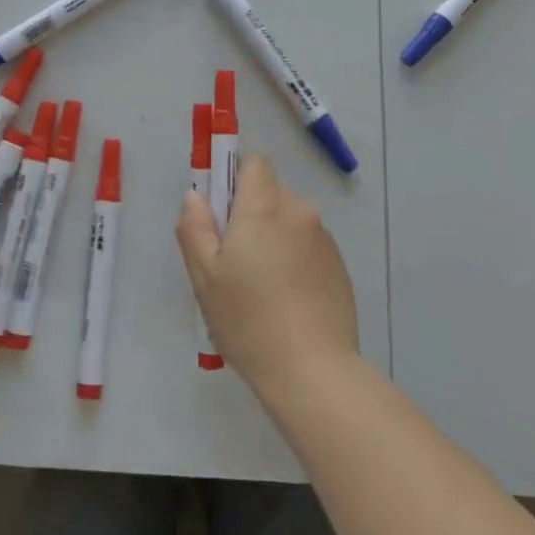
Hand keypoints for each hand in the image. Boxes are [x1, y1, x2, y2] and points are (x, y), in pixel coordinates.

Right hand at [176, 153, 358, 396]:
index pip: (254, 163)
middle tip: (235, 261)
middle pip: (271, 193)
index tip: (223, 215)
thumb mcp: (205, 277)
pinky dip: (296, 260)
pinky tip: (288, 301)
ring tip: (263, 287)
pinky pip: (308, 246)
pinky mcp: (339, 266)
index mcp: (264, 206)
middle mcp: (299, 211)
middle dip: (252, 215)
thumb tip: (195, 196)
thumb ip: (196, 228)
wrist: (313, 371)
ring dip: (275, 238)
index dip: (236, 180)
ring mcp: (324, 239)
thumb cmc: (249, 320)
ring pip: (290, 221)